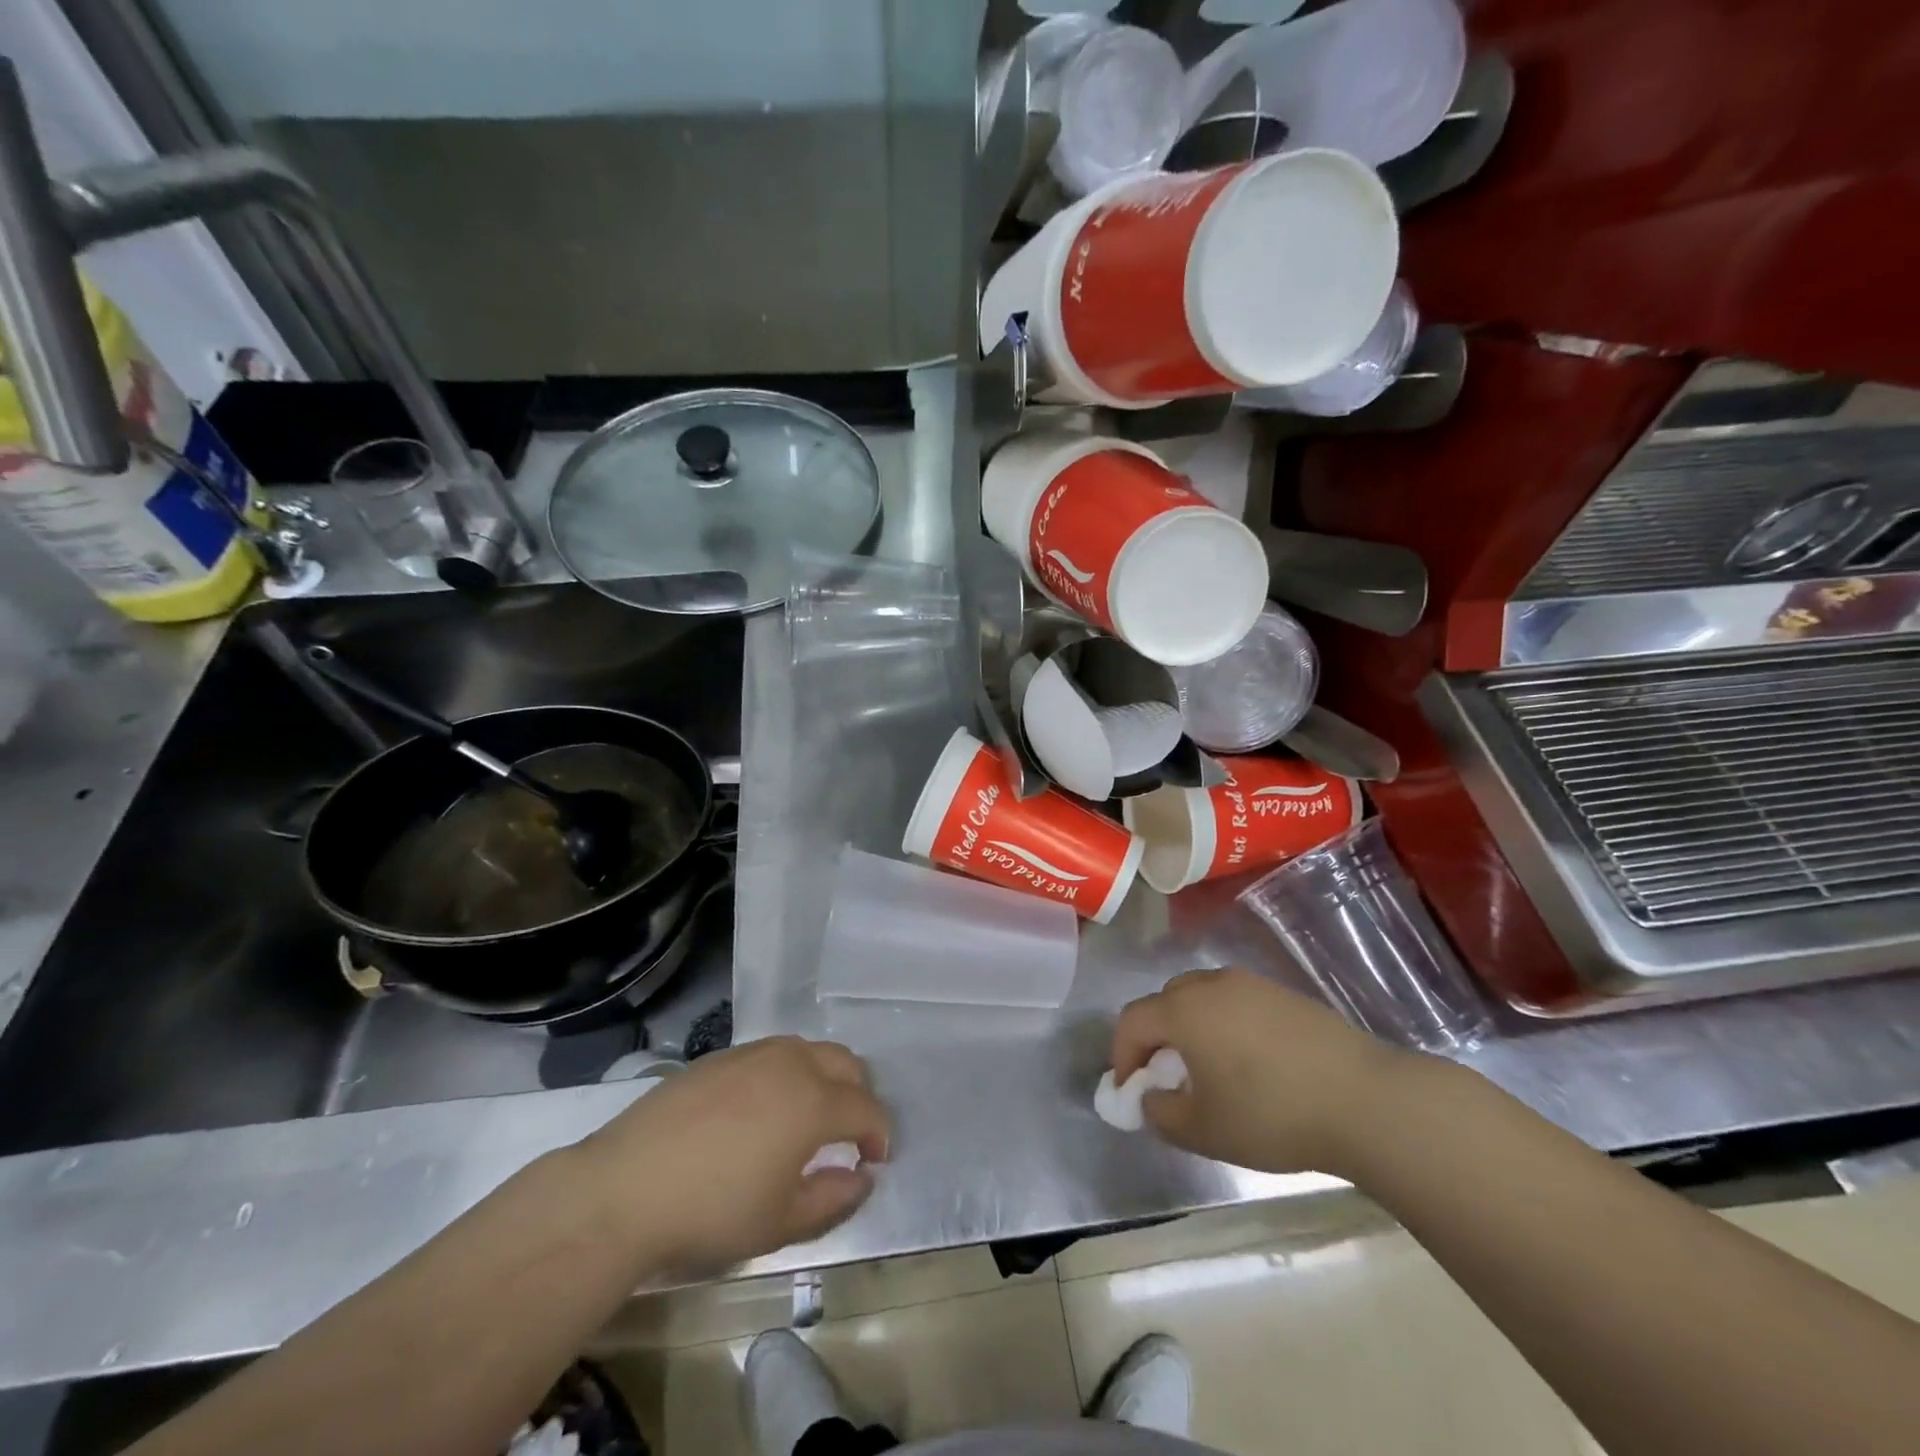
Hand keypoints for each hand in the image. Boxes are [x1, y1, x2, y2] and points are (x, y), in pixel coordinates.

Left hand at [570, 1037, 889, 1274]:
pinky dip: (785, 1073)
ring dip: (823, 1077)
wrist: (624, 1189)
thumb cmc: (712, 1212)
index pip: (866, 1108)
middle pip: (845, 1063)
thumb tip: (862, 1177)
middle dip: (857, 1095)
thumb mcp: (780, 1223)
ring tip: (807, 1117)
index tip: (875, 1160)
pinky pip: (770, 1054)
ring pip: (807, 1050)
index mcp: (814, 1102)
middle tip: (848, 1133)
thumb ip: (833, 1199)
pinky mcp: (718, 1058)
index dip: (879, 1134)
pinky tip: (761, 1109)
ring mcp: (752, 1054)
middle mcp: (791, 1064)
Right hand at [1111, 967, 1422, 1177]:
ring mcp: (1252, 985)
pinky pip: (1238, 1004)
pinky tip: (1253, 1066)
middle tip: (1168, 1079)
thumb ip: (1161, 1114)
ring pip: (1204, 999)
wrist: (1365, 1100)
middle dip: (1156, 1038)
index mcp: (1183, 1010)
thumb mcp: (1203, 1131)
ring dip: (1193, 1030)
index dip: (1123, 1055)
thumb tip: (1151, 1098)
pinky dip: (1228, 1027)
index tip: (1131, 1091)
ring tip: (1211, 1072)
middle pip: (1166, 1002)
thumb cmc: (1271, 1114)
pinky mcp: (1286, 995)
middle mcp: (1212, 985)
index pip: (1133, 1021)